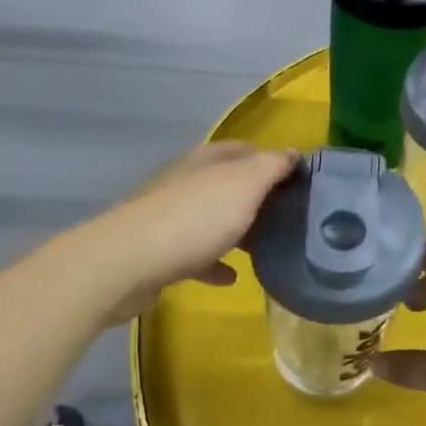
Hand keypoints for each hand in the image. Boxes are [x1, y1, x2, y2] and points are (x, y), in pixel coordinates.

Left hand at [99, 141, 297, 321]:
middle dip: (256, 197)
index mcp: (206, 160)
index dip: (271, 159)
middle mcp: (186, 182)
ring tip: (266, 245)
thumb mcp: (244, 185)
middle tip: (289, 215)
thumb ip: (271, 167)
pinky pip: (196, 254)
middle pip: (228, 184)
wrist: (128, 264)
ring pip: (212, 218)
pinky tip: (232, 277)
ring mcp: (170, 216)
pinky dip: (215, 262)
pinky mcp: (159, 251)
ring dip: (236, 229)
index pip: (244, 149)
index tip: (298, 179)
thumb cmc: (194, 218)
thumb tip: (293, 153)